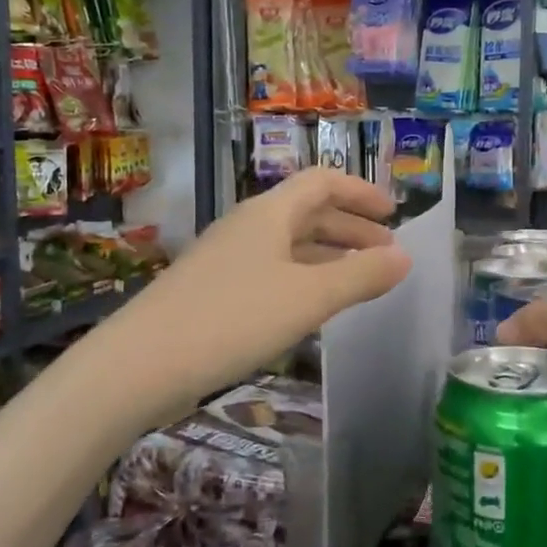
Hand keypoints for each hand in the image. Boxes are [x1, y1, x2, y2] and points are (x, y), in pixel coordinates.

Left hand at [124, 169, 409, 403]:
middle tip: (386, 254)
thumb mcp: (308, 297)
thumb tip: (405, 258)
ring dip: (328, 256)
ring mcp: (227, 259)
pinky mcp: (214, 291)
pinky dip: (302, 279)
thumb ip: (360, 277)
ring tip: (359, 279)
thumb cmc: (233, 318)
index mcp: (269, 213)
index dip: (360, 192)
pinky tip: (312, 306)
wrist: (141, 364)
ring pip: (289, 245)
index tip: (394, 214)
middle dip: (350, 229)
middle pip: (307, 213)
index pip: (322, 182)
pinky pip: (271, 271)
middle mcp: (247, 226)